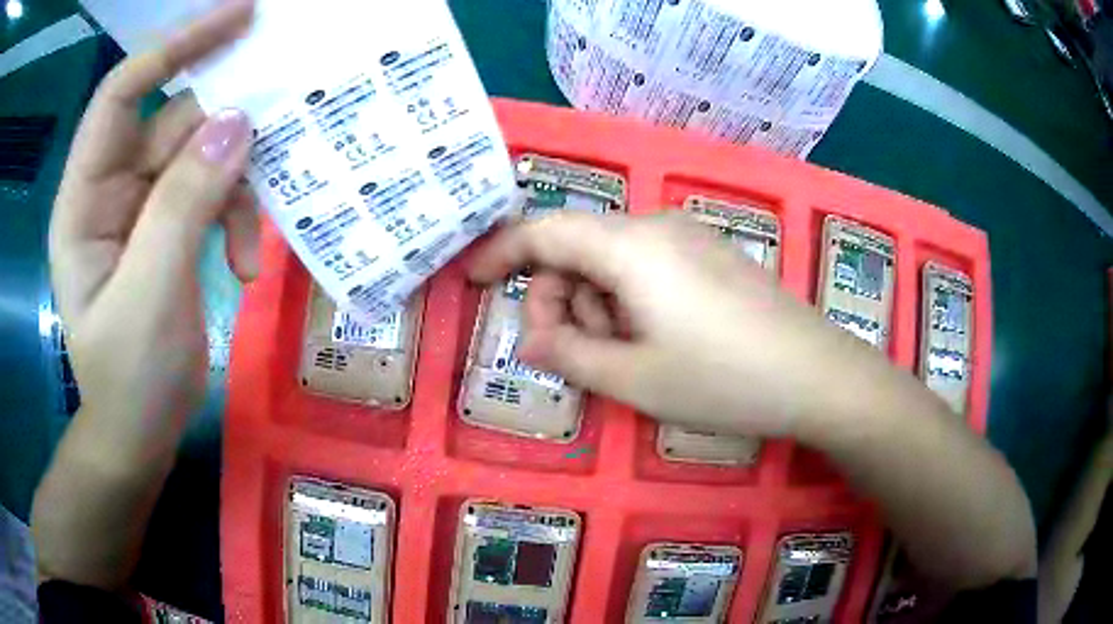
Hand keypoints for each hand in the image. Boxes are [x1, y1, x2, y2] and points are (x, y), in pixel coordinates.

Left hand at [49, 0, 255, 461]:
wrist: (141, 432)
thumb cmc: (129, 380)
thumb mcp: (149, 297)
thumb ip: (182, 205)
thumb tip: (237, 124)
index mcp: (83, 201)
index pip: (120, 95)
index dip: (172, 48)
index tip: (237, 18)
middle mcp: (111, 190)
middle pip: (171, 122)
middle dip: (222, 126)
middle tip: (282, 112)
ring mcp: (143, 207)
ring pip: (202, 158)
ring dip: (237, 191)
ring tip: (251, 246)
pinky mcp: (170, 227)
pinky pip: (213, 194)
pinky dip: (237, 220)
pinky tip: (247, 266)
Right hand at [469, 211, 867, 437]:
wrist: (816, 375)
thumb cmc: (722, 379)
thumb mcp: (633, 378)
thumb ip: (569, 355)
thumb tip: (528, 343)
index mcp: (629, 246)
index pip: (543, 231)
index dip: (499, 252)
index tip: (473, 282)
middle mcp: (655, 226)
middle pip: (577, 247)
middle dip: (557, 298)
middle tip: (569, 354)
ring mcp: (688, 237)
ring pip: (612, 260)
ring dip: (596, 304)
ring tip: (624, 357)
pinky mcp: (711, 255)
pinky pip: (647, 266)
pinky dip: (629, 300)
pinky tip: (654, 339)